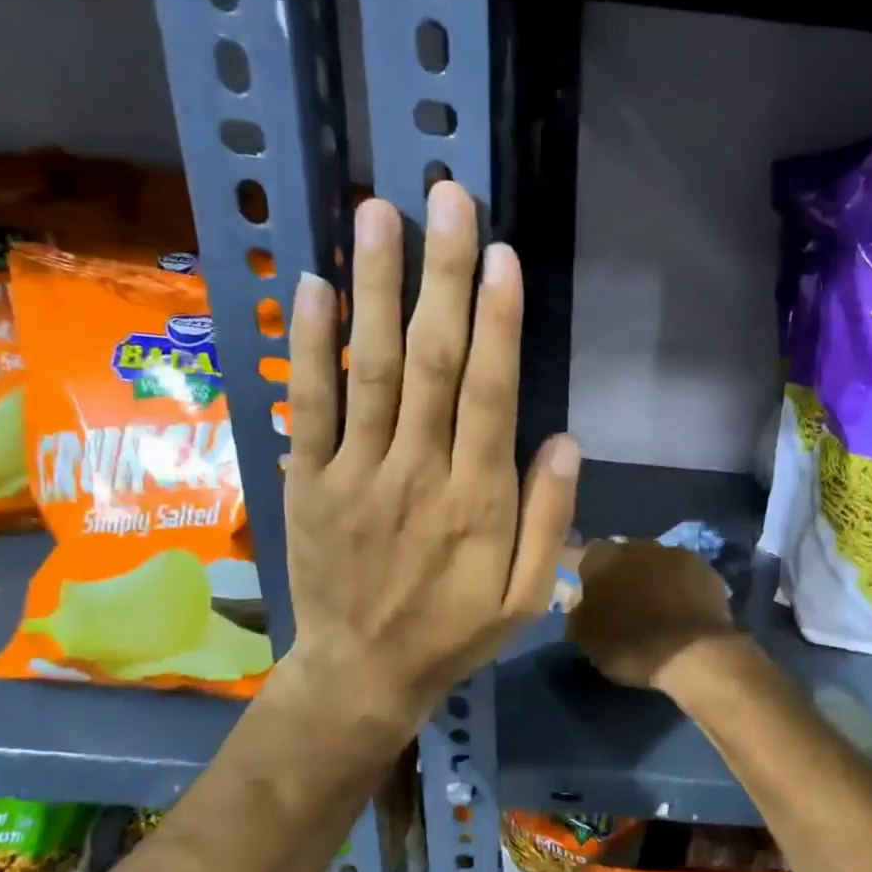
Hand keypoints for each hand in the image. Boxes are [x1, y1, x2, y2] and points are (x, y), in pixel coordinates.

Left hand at [282, 182, 579, 729]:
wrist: (363, 672)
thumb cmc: (455, 632)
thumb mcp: (527, 596)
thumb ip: (549, 519)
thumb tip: (565, 439)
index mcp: (478, 500)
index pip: (491, 395)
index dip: (498, 322)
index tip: (500, 255)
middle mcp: (418, 473)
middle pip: (431, 362)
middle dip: (441, 277)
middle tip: (445, 198)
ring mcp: (355, 473)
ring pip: (367, 369)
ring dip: (374, 288)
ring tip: (377, 213)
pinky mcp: (307, 481)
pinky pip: (305, 406)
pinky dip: (307, 345)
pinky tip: (313, 285)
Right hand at [564, 540, 738, 690]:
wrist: (692, 653)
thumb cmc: (630, 646)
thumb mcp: (586, 639)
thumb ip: (579, 613)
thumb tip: (582, 604)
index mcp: (603, 558)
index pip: (590, 558)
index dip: (594, 579)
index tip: (598, 602)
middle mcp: (639, 546)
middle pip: (627, 556)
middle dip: (627, 575)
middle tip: (630, 605)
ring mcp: (677, 554)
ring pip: (659, 563)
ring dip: (656, 579)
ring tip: (661, 610)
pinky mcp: (706, 570)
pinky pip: (687, 576)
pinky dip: (683, 589)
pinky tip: (685, 612)